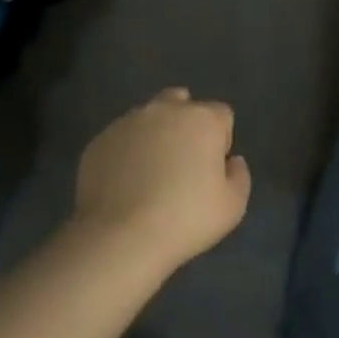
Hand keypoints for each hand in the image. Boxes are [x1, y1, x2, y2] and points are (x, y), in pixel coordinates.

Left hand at [72, 88, 251, 272]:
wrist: (122, 235)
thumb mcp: (233, 206)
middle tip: (182, 161)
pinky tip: (125, 182)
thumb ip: (239, 176)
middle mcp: (165, 110)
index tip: (213, 166)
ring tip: (150, 172)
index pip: (221, 114)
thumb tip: (232, 161)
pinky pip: (120, 138)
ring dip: (154, 134)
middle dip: (185, 123)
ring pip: (147, 117)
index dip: (221, 138)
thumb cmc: (187, 218)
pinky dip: (126, 151)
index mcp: (203, 119)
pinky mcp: (99, 140)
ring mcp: (127, 122)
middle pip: (181, 102)